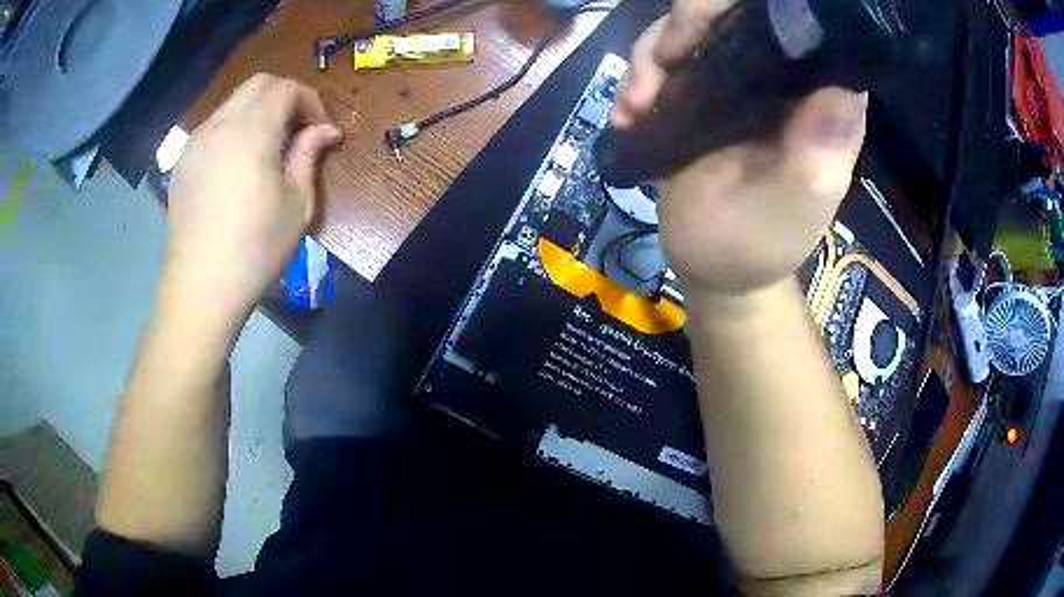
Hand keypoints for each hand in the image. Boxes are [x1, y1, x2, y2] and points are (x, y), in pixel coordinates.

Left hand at [164, 74, 341, 326]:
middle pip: (258, 84)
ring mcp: (196, 142)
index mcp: (252, 132)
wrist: (200, 288)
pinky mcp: (182, 162)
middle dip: (285, 96)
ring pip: (233, 102)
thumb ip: (308, 156)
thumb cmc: (254, 250)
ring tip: (268, 147)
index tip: (320, 130)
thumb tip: (327, 130)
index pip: (286, 89)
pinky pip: (213, 126)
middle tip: (297, 129)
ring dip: (258, 111)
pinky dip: (233, 128)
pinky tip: (237, 163)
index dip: (310, 101)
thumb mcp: (296, 205)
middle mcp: (220, 125)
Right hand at [614, 2, 866, 298]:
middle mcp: (786, 80)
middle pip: (737, 13)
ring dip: (653, 55)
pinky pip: (667, 56)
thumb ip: (815, 154)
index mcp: (821, 101)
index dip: (760, 12)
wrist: (710, 266)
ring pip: (694, 28)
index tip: (713, 30)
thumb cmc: (755, 244)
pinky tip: (629, 112)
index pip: (804, 28)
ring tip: (636, 106)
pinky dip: (640, 74)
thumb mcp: (791, 207)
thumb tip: (840, 89)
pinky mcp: (704, 89)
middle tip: (664, 63)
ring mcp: (741, 80)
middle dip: (690, 24)